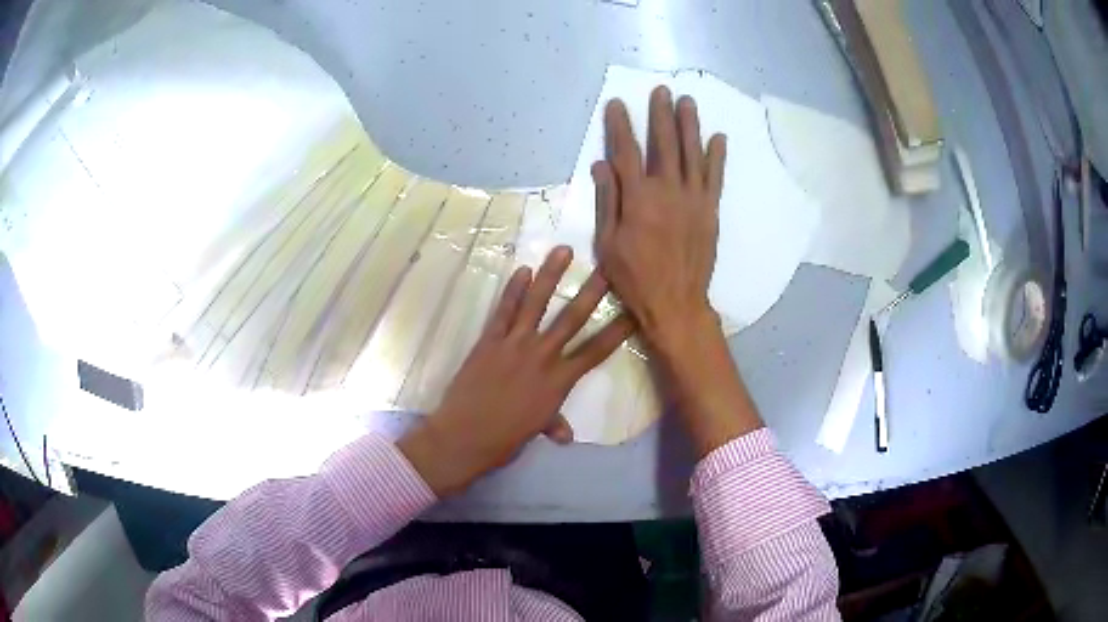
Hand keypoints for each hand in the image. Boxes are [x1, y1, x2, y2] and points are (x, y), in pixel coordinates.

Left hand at [398, 246, 633, 495]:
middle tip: (607, 268)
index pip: (595, 351)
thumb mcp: (535, 430)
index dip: (617, 331)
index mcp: (558, 381)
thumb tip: (566, 435)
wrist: (465, 435)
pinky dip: (513, 289)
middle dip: (592, 292)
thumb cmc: (504, 439)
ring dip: (550, 275)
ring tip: (563, 250)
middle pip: (571, 318)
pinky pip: (504, 310)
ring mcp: (514, 344)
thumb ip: (552, 423)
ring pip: (537, 304)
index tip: (634, 311)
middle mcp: (541, 356)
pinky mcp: (489, 340)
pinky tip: (522, 269)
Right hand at [591, 86, 725, 353]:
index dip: (620, 125)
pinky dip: (717, 156)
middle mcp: (667, 190)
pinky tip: (718, 137)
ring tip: (687, 101)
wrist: (676, 303)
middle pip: (664, 144)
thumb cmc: (634, 278)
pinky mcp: (710, 210)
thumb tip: (601, 164)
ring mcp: (693, 199)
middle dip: (660, 114)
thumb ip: (606, 200)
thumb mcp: (608, 242)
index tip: (617, 104)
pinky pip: (715, 178)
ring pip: (692, 153)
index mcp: (637, 197)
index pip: (626, 151)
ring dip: (689, 125)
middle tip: (661, 90)